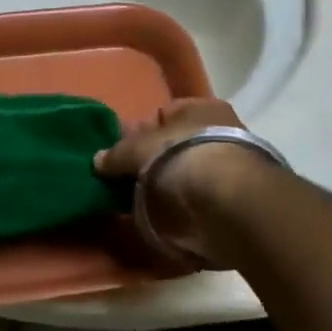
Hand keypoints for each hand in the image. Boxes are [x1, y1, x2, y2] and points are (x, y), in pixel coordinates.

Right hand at [94, 100, 265, 268]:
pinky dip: (180, 214)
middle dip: (152, 164)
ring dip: (165, 191)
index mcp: (201, 108)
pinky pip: (195, 206)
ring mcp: (229, 171)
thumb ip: (117, 153)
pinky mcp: (232, 206)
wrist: (229, 206)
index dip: (140, 132)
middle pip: (174, 147)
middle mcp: (220, 133)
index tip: (120, 153)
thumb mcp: (139, 148)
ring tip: (138, 207)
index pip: (164, 114)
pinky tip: (160, 223)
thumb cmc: (183, 158)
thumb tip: (98, 160)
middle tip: (126, 182)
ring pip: (185, 178)